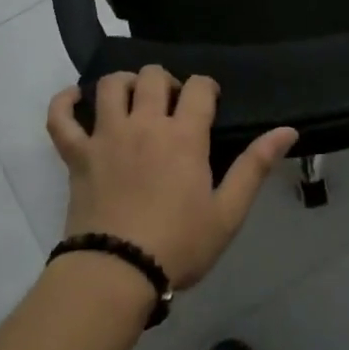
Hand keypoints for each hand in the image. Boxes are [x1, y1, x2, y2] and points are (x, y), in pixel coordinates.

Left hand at [47, 67, 297, 290]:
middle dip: (166, 82)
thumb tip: (288, 131)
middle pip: (152, 77)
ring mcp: (106, 136)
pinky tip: (74, 100)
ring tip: (132, 99)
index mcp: (184, 135)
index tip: (209, 103)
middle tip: (171, 105)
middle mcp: (144, 124)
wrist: (117, 272)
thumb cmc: (178, 245)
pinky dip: (64, 103)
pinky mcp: (76, 155)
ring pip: (109, 86)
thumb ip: (256, 166)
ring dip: (123, 83)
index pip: (198, 87)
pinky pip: (61, 118)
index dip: (207, 87)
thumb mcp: (228, 212)